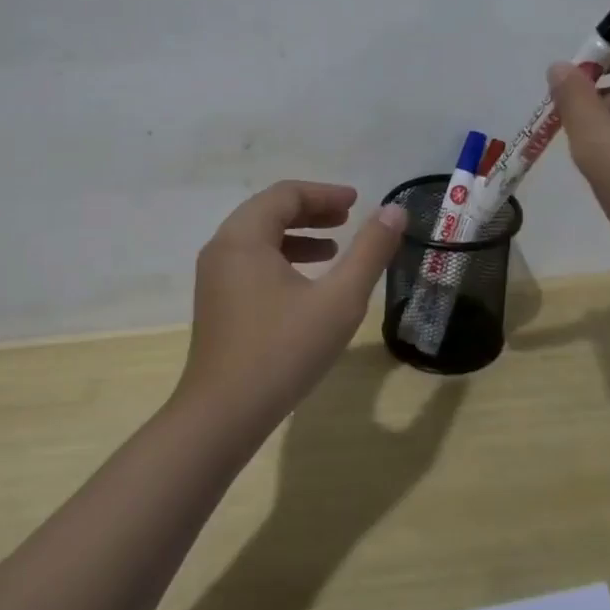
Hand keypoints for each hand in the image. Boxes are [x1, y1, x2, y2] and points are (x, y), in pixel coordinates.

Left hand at [178, 181, 406, 435]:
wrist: (222, 415)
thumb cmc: (283, 351)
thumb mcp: (339, 300)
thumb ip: (369, 252)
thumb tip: (395, 211)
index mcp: (244, 237)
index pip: (286, 194)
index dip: (325, 193)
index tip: (357, 202)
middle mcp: (222, 247)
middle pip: (269, 211)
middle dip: (311, 211)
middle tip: (349, 218)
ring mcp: (214, 276)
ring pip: (258, 237)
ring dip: (297, 235)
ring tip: (334, 248)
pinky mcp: (215, 302)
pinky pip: (250, 262)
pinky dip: (281, 259)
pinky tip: (307, 284)